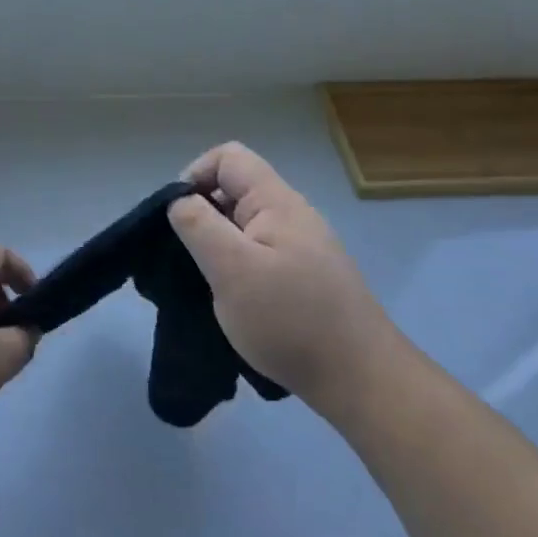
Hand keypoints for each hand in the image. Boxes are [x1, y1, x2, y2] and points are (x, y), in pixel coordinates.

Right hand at [167, 143, 387, 413]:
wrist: (359, 379)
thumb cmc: (289, 319)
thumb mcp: (232, 269)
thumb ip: (199, 226)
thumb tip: (178, 200)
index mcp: (276, 202)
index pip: (227, 157)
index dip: (194, 177)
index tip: (178, 219)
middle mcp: (291, 215)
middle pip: (234, 190)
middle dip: (202, 216)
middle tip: (186, 260)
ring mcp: (300, 247)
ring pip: (244, 227)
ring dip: (217, 248)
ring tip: (206, 285)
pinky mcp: (304, 278)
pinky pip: (259, 255)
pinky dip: (237, 269)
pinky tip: (232, 302)